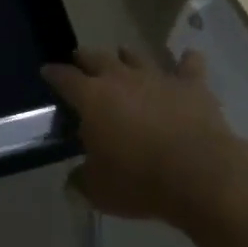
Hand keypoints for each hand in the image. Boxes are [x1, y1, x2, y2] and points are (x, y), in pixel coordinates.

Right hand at [42, 47, 247, 227]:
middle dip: (86, 58)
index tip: (47, 71)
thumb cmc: (139, 181)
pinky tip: (188, 58)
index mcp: (92, 98)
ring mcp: (157, 77)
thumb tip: (73, 181)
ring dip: (128, 56)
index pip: (64, 78)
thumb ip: (81, 180)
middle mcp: (121, 78)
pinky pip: (190, 64)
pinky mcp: (191, 85)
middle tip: (81, 59)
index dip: (53, 74)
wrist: (200, 175)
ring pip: (137, 56)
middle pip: (97, 58)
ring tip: (123, 56)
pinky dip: (187, 61)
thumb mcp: (99, 190)